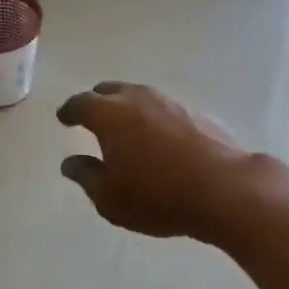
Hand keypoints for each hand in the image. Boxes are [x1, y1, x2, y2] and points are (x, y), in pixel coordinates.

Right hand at [57, 82, 281, 244]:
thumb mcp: (110, 198)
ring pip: (139, 96)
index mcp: (109, 114)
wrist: (225, 189)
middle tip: (92, 117)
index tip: (64, 119)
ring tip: (126, 127)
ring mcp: (170, 101)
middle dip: (97, 101)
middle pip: (109, 90)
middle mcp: (137, 98)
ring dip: (128, 108)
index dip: (69, 111)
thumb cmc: (157, 196)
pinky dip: (155, 119)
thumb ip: (86, 176)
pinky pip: (165, 109)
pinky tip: (160, 138)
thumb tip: (70, 162)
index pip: (80, 103)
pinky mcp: (196, 112)